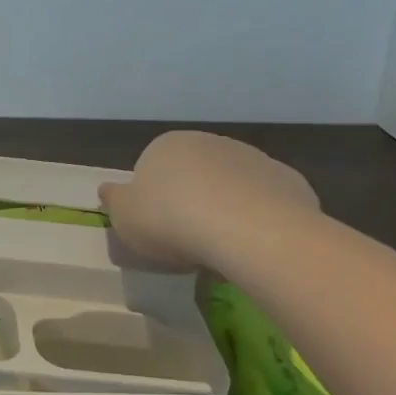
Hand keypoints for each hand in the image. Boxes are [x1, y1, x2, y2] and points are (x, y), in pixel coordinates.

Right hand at [100, 130, 318, 266]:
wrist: (248, 230)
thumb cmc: (171, 221)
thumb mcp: (124, 218)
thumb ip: (114, 201)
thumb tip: (107, 189)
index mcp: (166, 146)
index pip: (152, 169)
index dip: (153, 202)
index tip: (157, 232)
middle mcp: (209, 142)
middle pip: (195, 175)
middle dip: (192, 203)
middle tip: (189, 243)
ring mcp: (252, 158)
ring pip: (232, 188)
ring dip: (227, 211)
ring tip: (223, 252)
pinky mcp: (288, 180)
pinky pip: (266, 203)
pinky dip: (260, 220)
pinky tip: (255, 246)